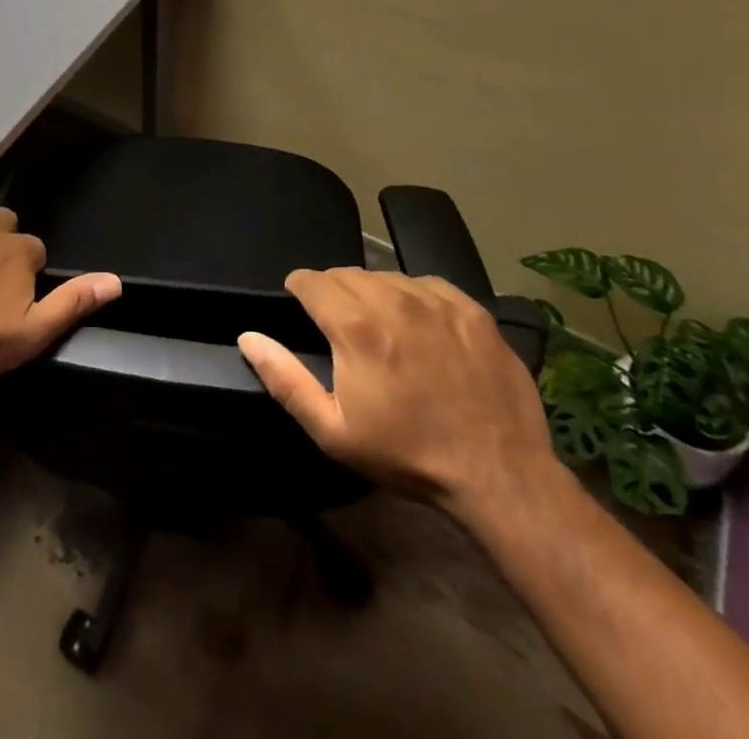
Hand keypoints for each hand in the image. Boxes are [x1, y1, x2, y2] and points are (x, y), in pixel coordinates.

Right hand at [238, 268, 556, 523]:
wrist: (500, 476)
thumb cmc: (408, 455)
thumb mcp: (333, 431)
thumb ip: (284, 379)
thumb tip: (248, 337)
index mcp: (355, 327)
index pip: (310, 280)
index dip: (299, 291)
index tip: (302, 308)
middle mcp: (393, 300)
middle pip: (346, 273)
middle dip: (333, 292)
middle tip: (341, 327)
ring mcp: (437, 302)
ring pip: (386, 275)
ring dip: (373, 293)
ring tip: (381, 327)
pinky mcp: (472, 310)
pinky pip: (427, 283)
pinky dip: (414, 296)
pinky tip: (420, 326)